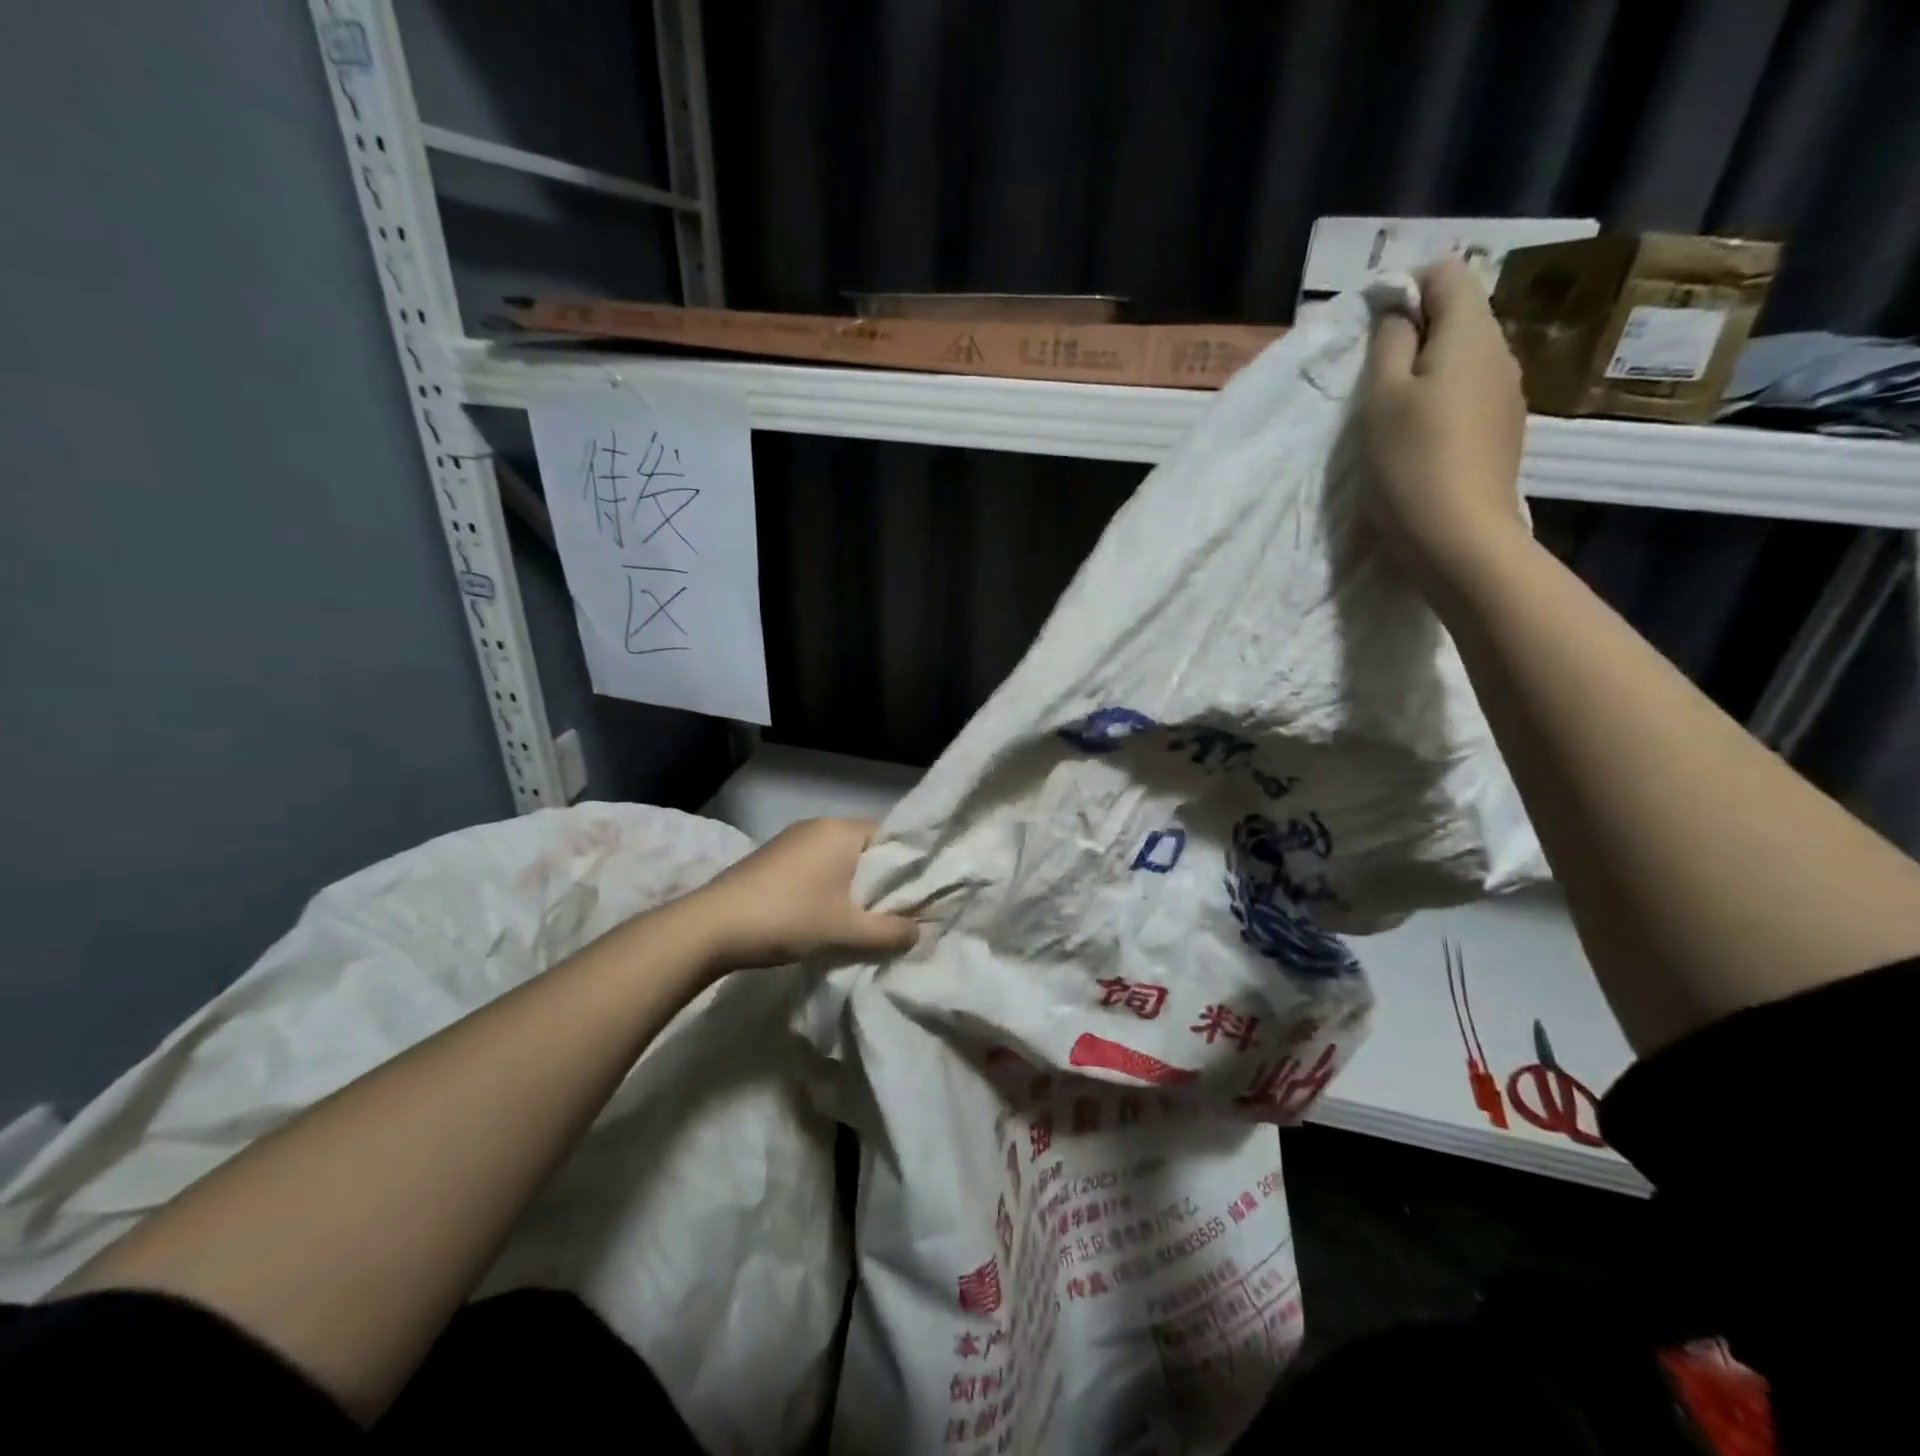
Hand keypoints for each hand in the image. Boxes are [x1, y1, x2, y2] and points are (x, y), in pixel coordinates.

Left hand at [685, 817, 918, 969]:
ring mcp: (791, 840)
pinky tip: (826, 914)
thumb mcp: (846, 930)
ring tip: (862, 918)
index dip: (908, 864)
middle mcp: (819, 826)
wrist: (710, 927)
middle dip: (880, 879)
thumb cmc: (788, 918)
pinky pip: (815, 865)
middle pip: (865, 848)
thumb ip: (889, 932)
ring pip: (839, 859)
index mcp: (841, 831)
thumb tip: (919, 932)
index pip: (892, 836)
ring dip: (852, 885)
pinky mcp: (772, 858)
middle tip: (895, 912)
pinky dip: (828, 886)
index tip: (919, 893)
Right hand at [1360, 257, 1529, 584]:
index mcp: (1471, 333)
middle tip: (1373, 376)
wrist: (1459, 535)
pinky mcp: (1502, 429)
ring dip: (1426, 369)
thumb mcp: (1381, 398)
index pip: (1448, 273)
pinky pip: (1470, 391)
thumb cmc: (1410, 461)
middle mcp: (1500, 352)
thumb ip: (1388, 343)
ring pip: (1464, 356)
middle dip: (1416, 331)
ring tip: (1392, 410)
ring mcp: (1507, 392)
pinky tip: (1419, 435)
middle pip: (1459, 314)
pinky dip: (1441, 398)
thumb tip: (1396, 307)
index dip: (1407, 288)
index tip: (1373, 330)